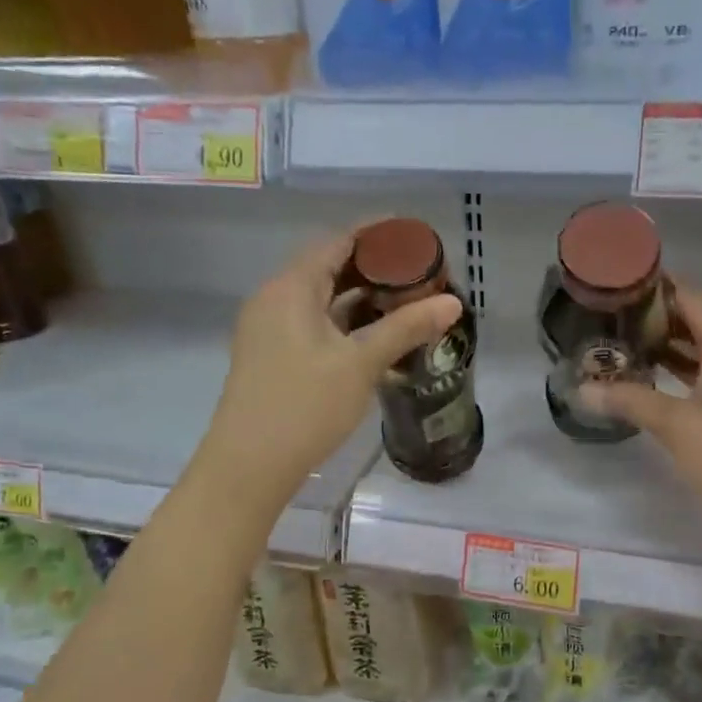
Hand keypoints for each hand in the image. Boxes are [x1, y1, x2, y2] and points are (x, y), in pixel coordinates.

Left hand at [206, 228, 460, 502]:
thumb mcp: (361, 364)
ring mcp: (269, 329)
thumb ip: (406, 328)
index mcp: (290, 288)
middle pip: (328, 268)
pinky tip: (375, 337)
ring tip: (405, 302)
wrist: (248, 467)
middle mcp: (274, 299)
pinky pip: (312, 323)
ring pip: (321, 299)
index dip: (376, 235)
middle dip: (374, 269)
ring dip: (360, 298)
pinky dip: (344, 322)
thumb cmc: (304, 406)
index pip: (337, 242)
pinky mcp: (272, 355)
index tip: (414, 236)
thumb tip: (453, 302)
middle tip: (418, 274)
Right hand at [577, 283, 701, 559]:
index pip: (689, 295)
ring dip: (675, 336)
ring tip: (629, 338)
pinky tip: (661, 370)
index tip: (616, 287)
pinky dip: (693, 358)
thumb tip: (581, 389)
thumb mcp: (676, 428)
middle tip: (615, 315)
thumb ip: (629, 400)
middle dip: (659, 313)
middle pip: (701, 312)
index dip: (653, 287)